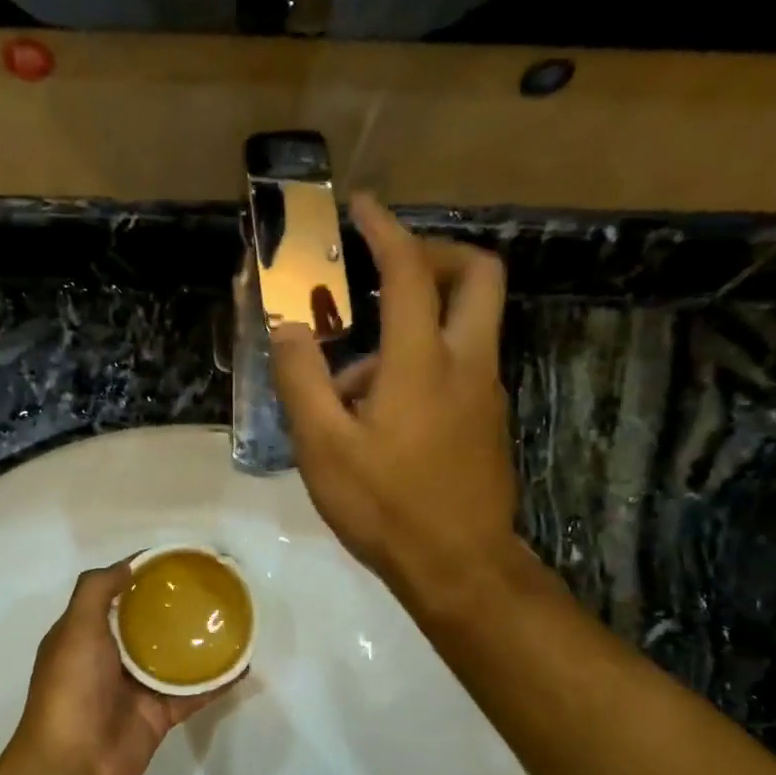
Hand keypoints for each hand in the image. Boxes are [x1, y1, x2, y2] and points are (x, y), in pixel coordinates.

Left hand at [8, 561, 228, 774]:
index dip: (141, 574)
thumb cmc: (71, 688)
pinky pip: (193, 692)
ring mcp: (136, 687)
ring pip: (174, 657)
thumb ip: (97, 591)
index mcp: (85, 634)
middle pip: (148, 623)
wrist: (74, 765)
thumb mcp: (75, 628)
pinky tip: (242, 665)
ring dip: (199, 641)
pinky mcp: (159, 714)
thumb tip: (128, 565)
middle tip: (211, 586)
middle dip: (174, 606)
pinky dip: (216, 681)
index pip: (116, 594)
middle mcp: (110, 657)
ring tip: (232, 619)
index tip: (175, 560)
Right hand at [270, 194, 518, 604]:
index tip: (360, 208)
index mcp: (422, 362)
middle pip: (477, 275)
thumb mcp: (323, 448)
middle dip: (436, 253)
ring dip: (417, 320)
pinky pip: (461, 364)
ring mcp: (485, 391)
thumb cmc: (385, 506)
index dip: (385, 230)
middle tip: (386, 269)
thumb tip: (286, 328)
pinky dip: (425, 360)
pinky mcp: (489, 420)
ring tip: (353, 378)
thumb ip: (302, 381)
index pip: (410, 270)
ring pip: (467, 323)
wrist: (458, 565)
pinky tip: (380, 414)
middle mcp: (466, 362)